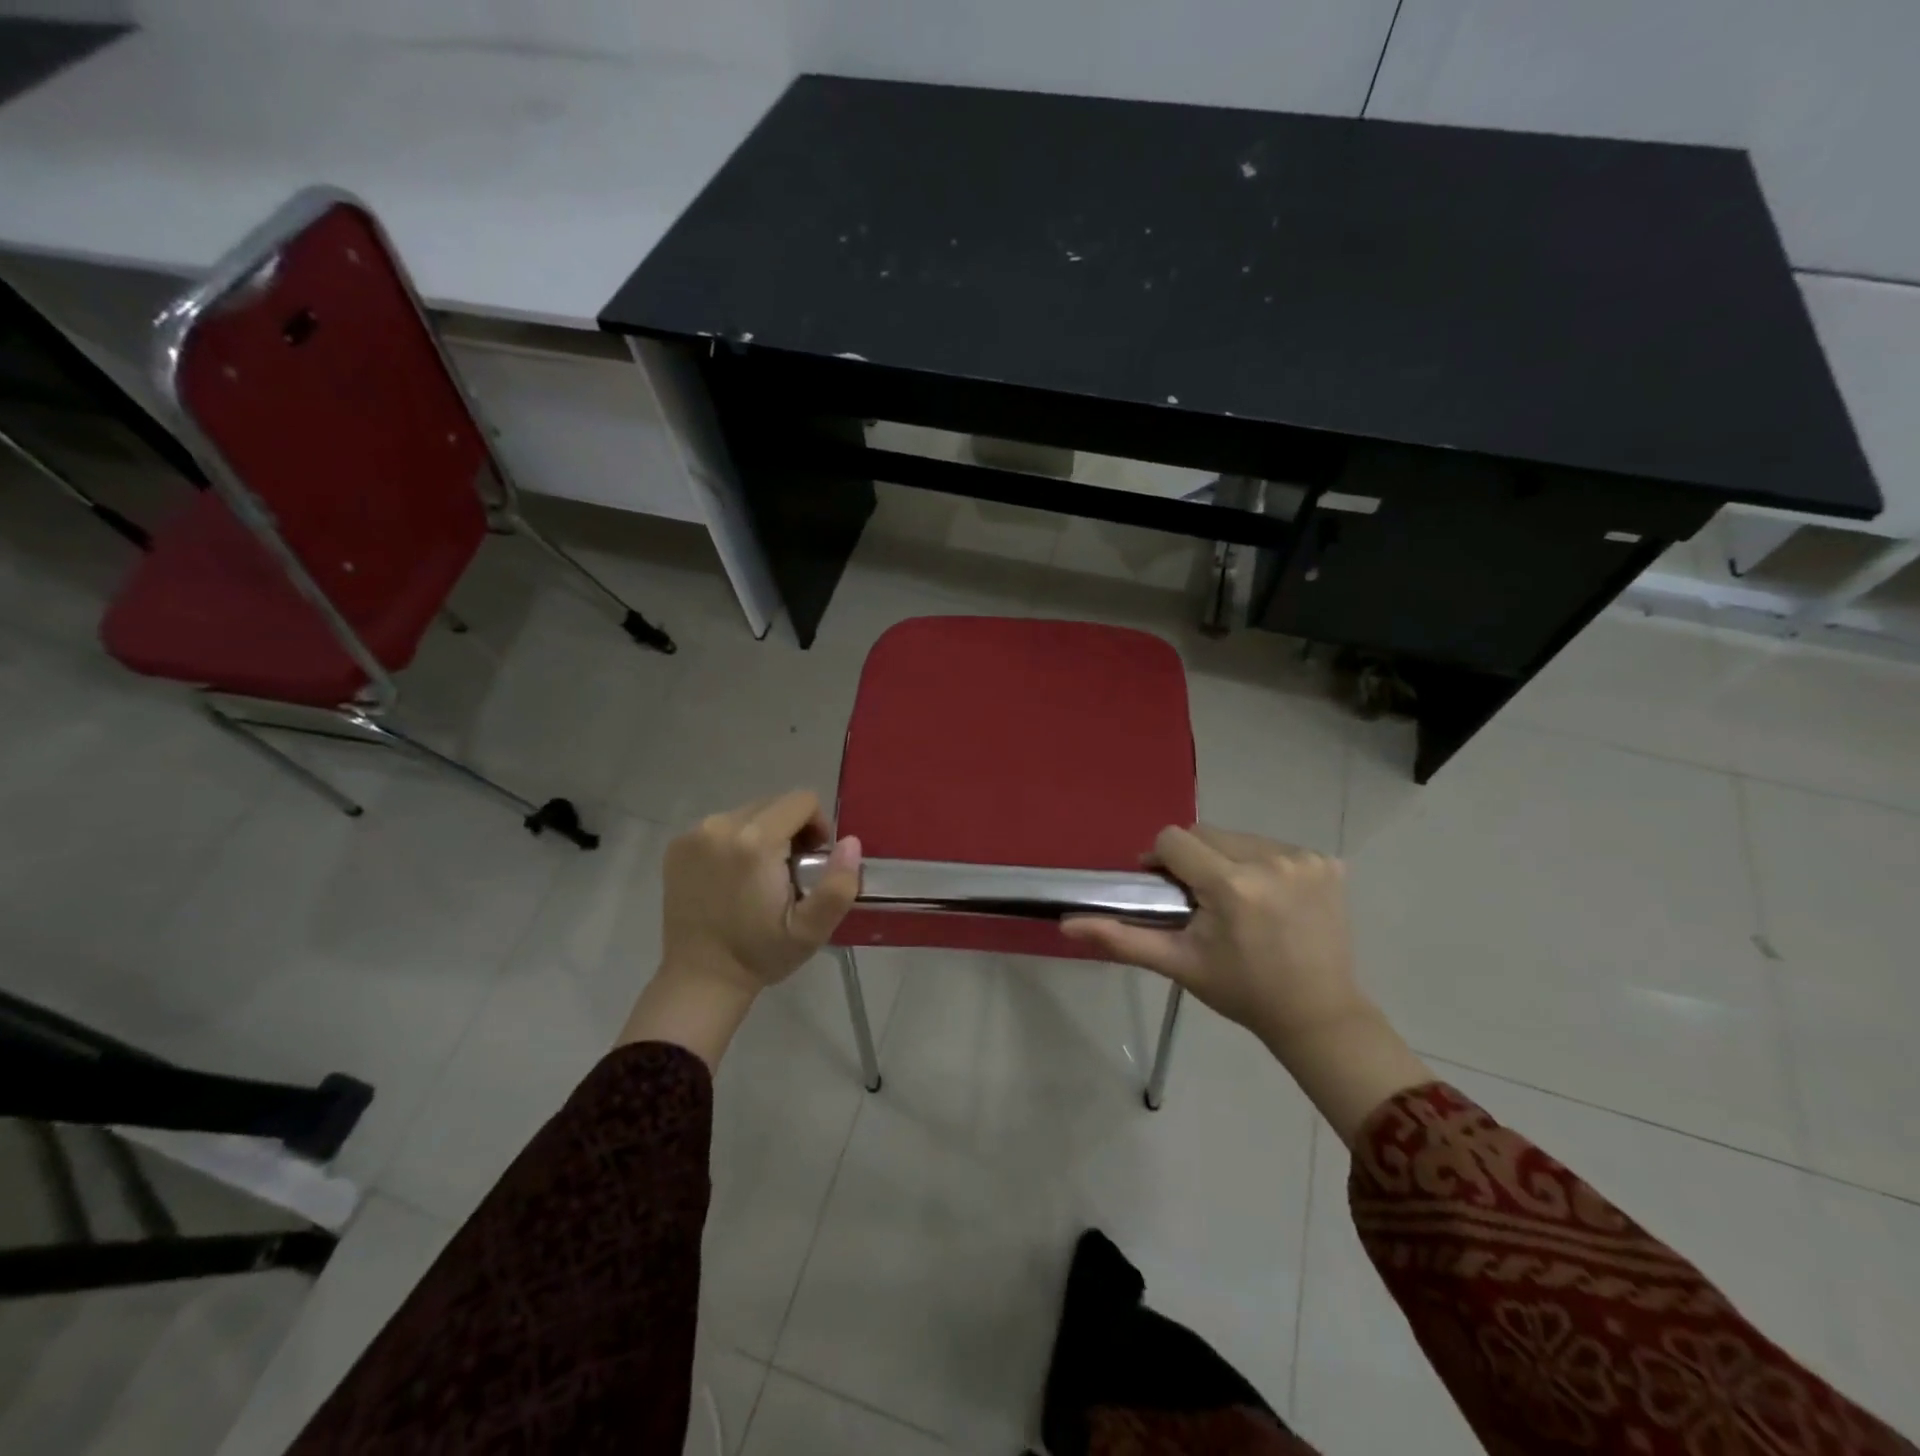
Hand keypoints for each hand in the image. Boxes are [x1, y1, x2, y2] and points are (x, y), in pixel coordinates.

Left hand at [621, 790, 860, 1068]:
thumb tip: (850, 842)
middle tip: (789, 872)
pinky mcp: (678, 845)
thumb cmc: (760, 953)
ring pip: (748, 813)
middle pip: (774, 804)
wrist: (700, 977)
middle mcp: (721, 826)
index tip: (813, 860)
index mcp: (755, 842)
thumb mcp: (811, 930)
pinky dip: (735, 842)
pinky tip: (733, 877)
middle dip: (790, 830)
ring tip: (760, 875)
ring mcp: (694, 834)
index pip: (801, 801)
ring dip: (763, 834)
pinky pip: (721, 826)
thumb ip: (839, 884)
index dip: (818, 826)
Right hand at [1063, 825, 1430, 1145]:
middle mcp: (1271, 860)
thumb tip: (1067, 925)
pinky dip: (1263, 865)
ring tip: (1237, 901)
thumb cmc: (1241, 990)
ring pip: (1239, 838)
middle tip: (1201, 902)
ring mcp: (1305, 860)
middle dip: (1195, 861)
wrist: (1317, 1014)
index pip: (1175, 839)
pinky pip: (1274, 847)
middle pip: (1207, 834)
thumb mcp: (1178, 964)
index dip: (1163, 860)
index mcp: (1232, 885)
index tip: (1168, 890)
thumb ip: (1122, 939)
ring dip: (1228, 860)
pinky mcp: (1328, 863)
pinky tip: (1271, 899)